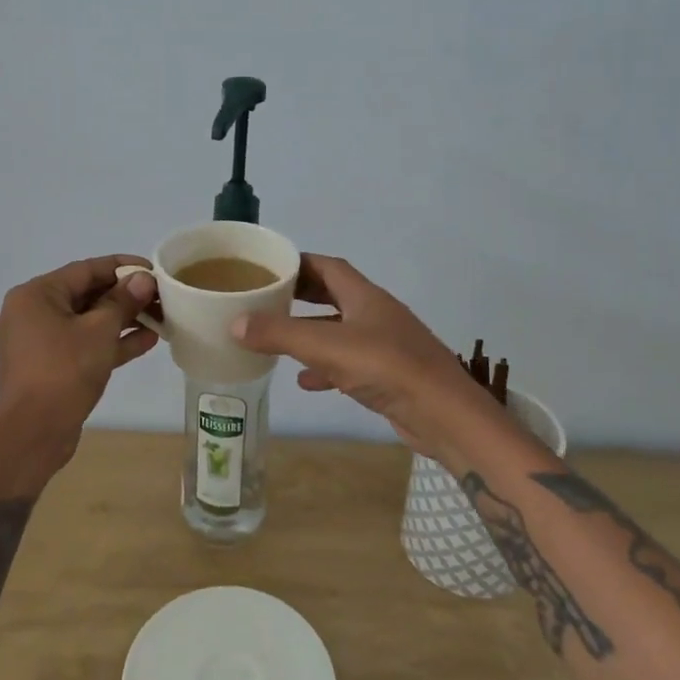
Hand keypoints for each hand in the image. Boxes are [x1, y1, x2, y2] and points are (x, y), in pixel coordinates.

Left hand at [0, 255, 159, 464]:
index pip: (85, 270)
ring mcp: (42, 342)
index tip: (154, 269)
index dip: (122, 267)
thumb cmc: (64, 370)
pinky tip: (147, 341)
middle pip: (87, 294)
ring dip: (124, 319)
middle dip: (126, 296)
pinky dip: (112, 342)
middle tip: (162, 296)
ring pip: (89, 322)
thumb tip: (143, 279)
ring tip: (161, 317)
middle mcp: (34, 313)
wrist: (33, 433)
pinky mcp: (52, 366)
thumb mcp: (99, 330)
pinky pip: (85, 344)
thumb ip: (123, 301)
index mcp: (36, 295)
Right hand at [231, 254, 508, 465]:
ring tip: (277, 339)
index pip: (328, 266)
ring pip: (340, 330)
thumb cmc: (387, 368)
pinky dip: (326, 368)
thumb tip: (235, 322)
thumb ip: (280, 333)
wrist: (445, 416)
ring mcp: (385, 346)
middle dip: (301, 296)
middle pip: (334, 295)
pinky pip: (349, 363)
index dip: (299, 263)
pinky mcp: (389, 376)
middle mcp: (376, 315)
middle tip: (266, 299)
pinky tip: (306, 381)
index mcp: (365, 296)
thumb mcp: (327, 347)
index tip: (268, 267)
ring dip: (311, 333)